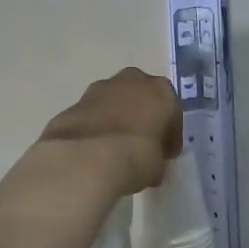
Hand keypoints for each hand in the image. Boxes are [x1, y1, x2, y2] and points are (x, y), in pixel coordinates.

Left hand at [37, 68, 182, 196]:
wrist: (88, 156)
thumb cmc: (136, 157)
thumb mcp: (158, 166)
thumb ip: (157, 157)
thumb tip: (150, 163)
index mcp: (162, 92)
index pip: (172, 112)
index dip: (169, 135)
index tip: (165, 154)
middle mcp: (133, 81)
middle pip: (142, 97)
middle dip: (142, 116)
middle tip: (140, 144)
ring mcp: (101, 88)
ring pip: (115, 101)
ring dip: (118, 118)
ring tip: (115, 147)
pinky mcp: (76, 101)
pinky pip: (94, 113)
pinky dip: (96, 125)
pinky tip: (94, 148)